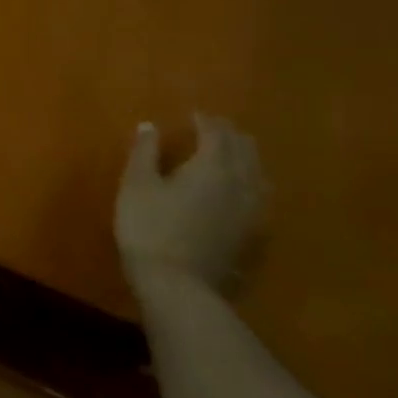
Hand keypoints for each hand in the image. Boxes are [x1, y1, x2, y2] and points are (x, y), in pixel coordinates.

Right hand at [114, 114, 265, 295]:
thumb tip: (150, 126)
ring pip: (258, 174)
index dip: (206, 121)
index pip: (216, 134)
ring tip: (234, 153)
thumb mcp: (136, 185)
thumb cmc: (149, 227)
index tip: (195, 114)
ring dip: (247, 158)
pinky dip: (252, 183)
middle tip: (215, 128)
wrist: (178, 283)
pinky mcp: (254, 234)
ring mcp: (253, 211)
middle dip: (231, 136)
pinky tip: (244, 190)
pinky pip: (261, 198)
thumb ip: (145, 153)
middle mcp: (241, 183)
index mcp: (212, 166)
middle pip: (245, 151)